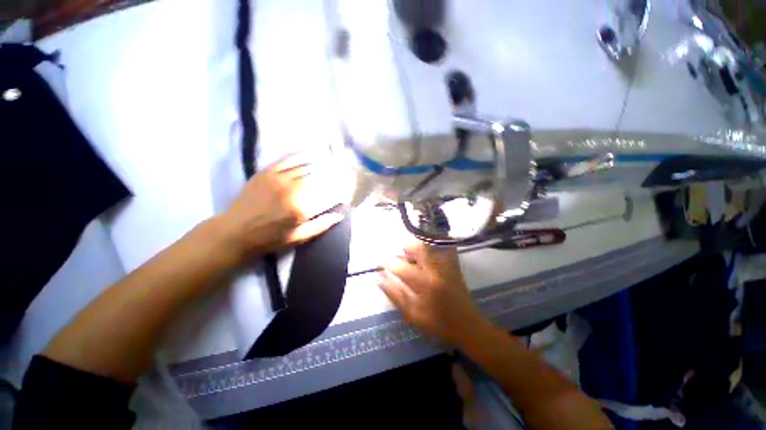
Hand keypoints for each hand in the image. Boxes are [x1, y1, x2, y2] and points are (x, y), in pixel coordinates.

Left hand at [222, 153, 350, 257]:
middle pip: (318, 176)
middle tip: (342, 170)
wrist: (235, 232)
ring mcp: (279, 178)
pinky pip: (287, 160)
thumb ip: (321, 225)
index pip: (327, 192)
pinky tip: (310, 153)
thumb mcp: (299, 237)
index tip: (348, 185)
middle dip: (332, 173)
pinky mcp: (267, 172)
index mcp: (302, 207)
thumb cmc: (270, 238)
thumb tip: (340, 214)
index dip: (340, 187)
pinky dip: (300, 156)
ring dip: (320, 163)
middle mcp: (292, 189)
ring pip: (305, 166)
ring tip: (332, 161)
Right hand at [378, 239, 484, 345]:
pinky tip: (424, 254)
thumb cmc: (439, 323)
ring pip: (429, 245)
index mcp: (424, 284)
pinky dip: (431, 246)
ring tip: (408, 253)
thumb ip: (395, 295)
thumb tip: (379, 280)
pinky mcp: (453, 265)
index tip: (379, 261)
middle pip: (418, 248)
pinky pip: (441, 248)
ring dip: (416, 246)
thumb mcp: (413, 314)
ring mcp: (446, 266)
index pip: (401, 267)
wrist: (468, 325)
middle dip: (404, 246)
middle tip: (396, 252)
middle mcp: (436, 270)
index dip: (387, 262)